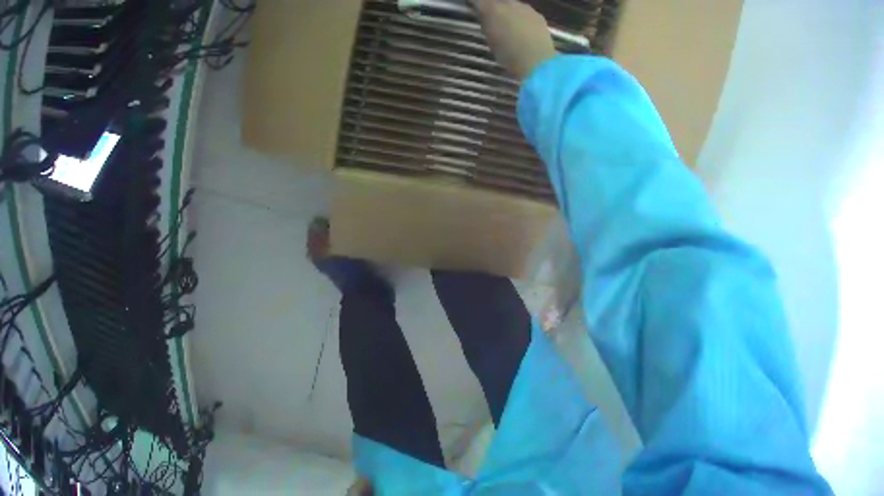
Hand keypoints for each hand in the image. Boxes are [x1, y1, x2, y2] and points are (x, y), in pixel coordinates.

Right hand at [470, 0, 556, 80]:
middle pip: (496, 0)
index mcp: (491, 8)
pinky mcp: (538, 15)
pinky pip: (525, 11)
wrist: (537, 62)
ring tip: (508, 22)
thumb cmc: (507, 54)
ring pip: (511, 3)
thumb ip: (485, 21)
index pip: (478, 0)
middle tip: (490, 16)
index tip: (473, 8)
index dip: (475, 4)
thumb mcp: (489, 38)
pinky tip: (523, 28)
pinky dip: (521, 16)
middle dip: (492, 6)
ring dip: (508, 10)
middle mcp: (508, 3)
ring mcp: (525, 7)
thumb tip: (484, 15)